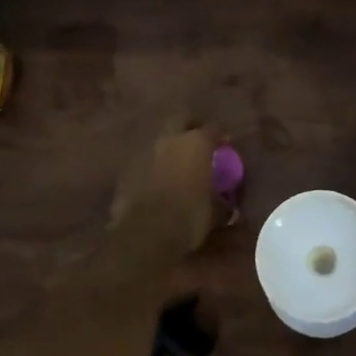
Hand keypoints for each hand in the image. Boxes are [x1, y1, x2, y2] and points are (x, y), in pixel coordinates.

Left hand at [109, 120, 226, 256]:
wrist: (145, 235)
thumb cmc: (189, 218)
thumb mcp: (215, 212)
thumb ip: (222, 203)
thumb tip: (229, 208)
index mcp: (196, 144)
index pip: (213, 127)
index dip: (220, 134)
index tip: (225, 142)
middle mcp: (169, 140)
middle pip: (180, 119)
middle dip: (189, 126)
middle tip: (197, 139)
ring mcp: (144, 153)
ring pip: (159, 139)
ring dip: (168, 147)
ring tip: (176, 162)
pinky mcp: (125, 171)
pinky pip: (143, 161)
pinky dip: (151, 167)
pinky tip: (156, 181)